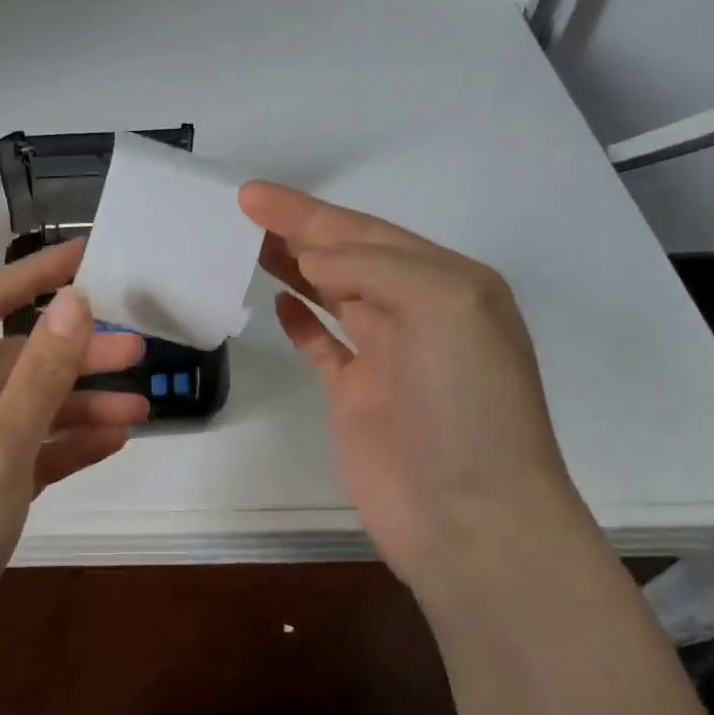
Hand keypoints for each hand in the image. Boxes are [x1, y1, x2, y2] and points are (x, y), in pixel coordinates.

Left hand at [0, 238, 147, 707]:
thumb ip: (39, 375)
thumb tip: (77, 301)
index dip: (36, 276)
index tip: (93, 255)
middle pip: (15, 363)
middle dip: (75, 355)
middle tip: (141, 349)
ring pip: (28, 413)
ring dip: (80, 407)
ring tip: (141, 408)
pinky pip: (31, 458)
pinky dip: (68, 449)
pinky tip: (113, 443)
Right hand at [240, 181, 578, 598]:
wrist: (470, 518)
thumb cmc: (465, 407)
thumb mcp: (445, 308)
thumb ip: (378, 268)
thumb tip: (315, 259)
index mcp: (447, 284)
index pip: (367, 233)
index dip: (308, 212)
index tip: (252, 195)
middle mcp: (418, 313)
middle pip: (347, 257)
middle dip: (298, 230)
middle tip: (244, 208)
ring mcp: (386, 357)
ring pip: (332, 294)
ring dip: (295, 266)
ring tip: (250, 243)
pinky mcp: (357, 397)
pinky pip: (325, 346)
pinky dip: (302, 322)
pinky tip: (278, 302)